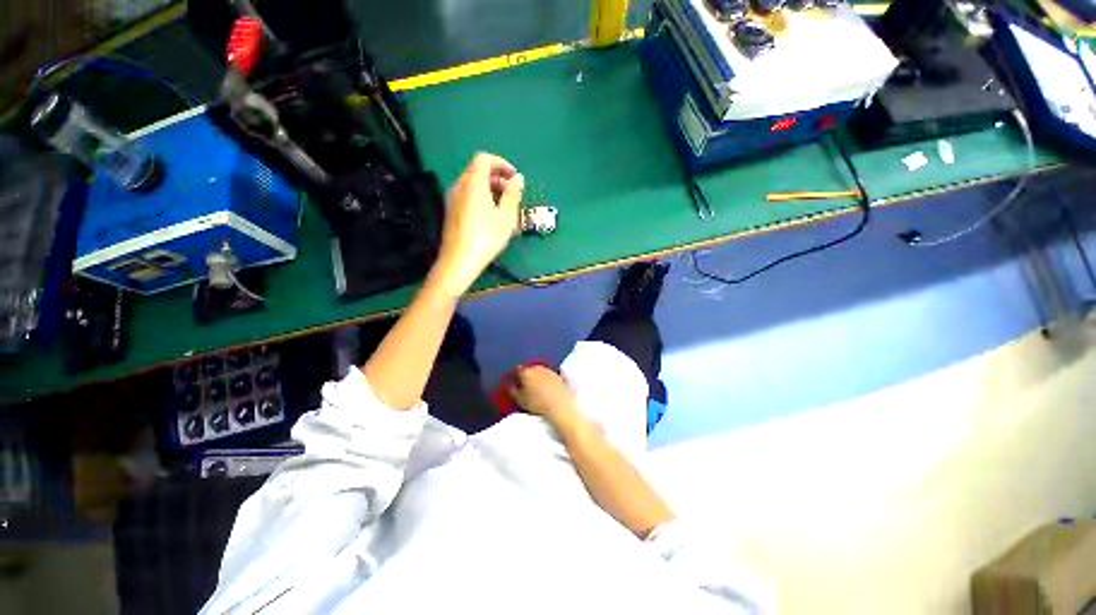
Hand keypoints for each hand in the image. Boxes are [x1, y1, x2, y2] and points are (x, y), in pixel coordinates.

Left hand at [431, 152, 524, 296]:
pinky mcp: (451, 211)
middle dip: (498, 178)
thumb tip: (518, 179)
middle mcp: (460, 185)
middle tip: (513, 194)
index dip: (502, 164)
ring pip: (473, 184)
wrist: (459, 260)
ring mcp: (453, 198)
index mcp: (473, 182)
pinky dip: (481, 197)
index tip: (514, 178)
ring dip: (490, 189)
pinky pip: (468, 195)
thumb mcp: (506, 216)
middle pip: (478, 170)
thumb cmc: (486, 237)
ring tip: (504, 207)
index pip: (485, 159)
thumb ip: (513, 194)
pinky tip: (490, 216)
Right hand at [509, 365, 584, 430]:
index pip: (517, 369)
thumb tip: (511, 386)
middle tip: (524, 385)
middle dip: (526, 375)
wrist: (560, 407)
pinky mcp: (558, 376)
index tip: (513, 380)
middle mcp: (537, 368)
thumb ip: (512, 390)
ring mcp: (549, 371)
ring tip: (536, 388)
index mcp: (526, 372)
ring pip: (539, 371)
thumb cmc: (538, 404)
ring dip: (537, 377)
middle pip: (529, 369)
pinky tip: (546, 389)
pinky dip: (546, 380)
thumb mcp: (520, 400)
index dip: (514, 374)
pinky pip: (549, 376)